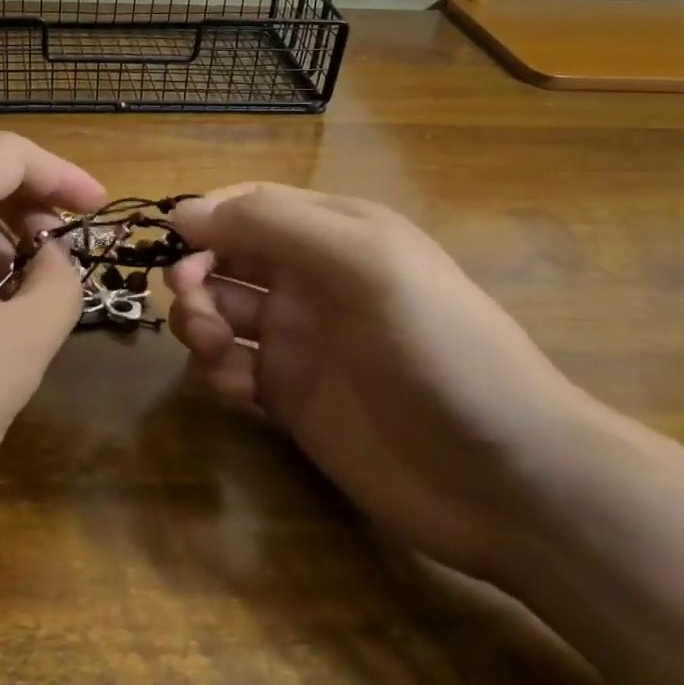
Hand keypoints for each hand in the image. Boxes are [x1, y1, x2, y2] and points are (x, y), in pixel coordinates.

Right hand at [165, 184, 604, 585]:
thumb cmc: (439, 347)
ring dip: (200, 322)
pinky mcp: (290, 398)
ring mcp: (299, 341)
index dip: (207, 218)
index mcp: (332, 234)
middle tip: (197, 308)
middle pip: (224, 259)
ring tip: (216, 349)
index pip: (249, 206)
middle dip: (197, 275)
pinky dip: (219, 371)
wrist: (508, 479)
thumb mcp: (363, 261)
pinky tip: (238, 389)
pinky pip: (232, 369)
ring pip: (220, 312)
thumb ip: (272, 224)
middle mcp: (309, 281)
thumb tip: (182, 210)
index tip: (174, 244)